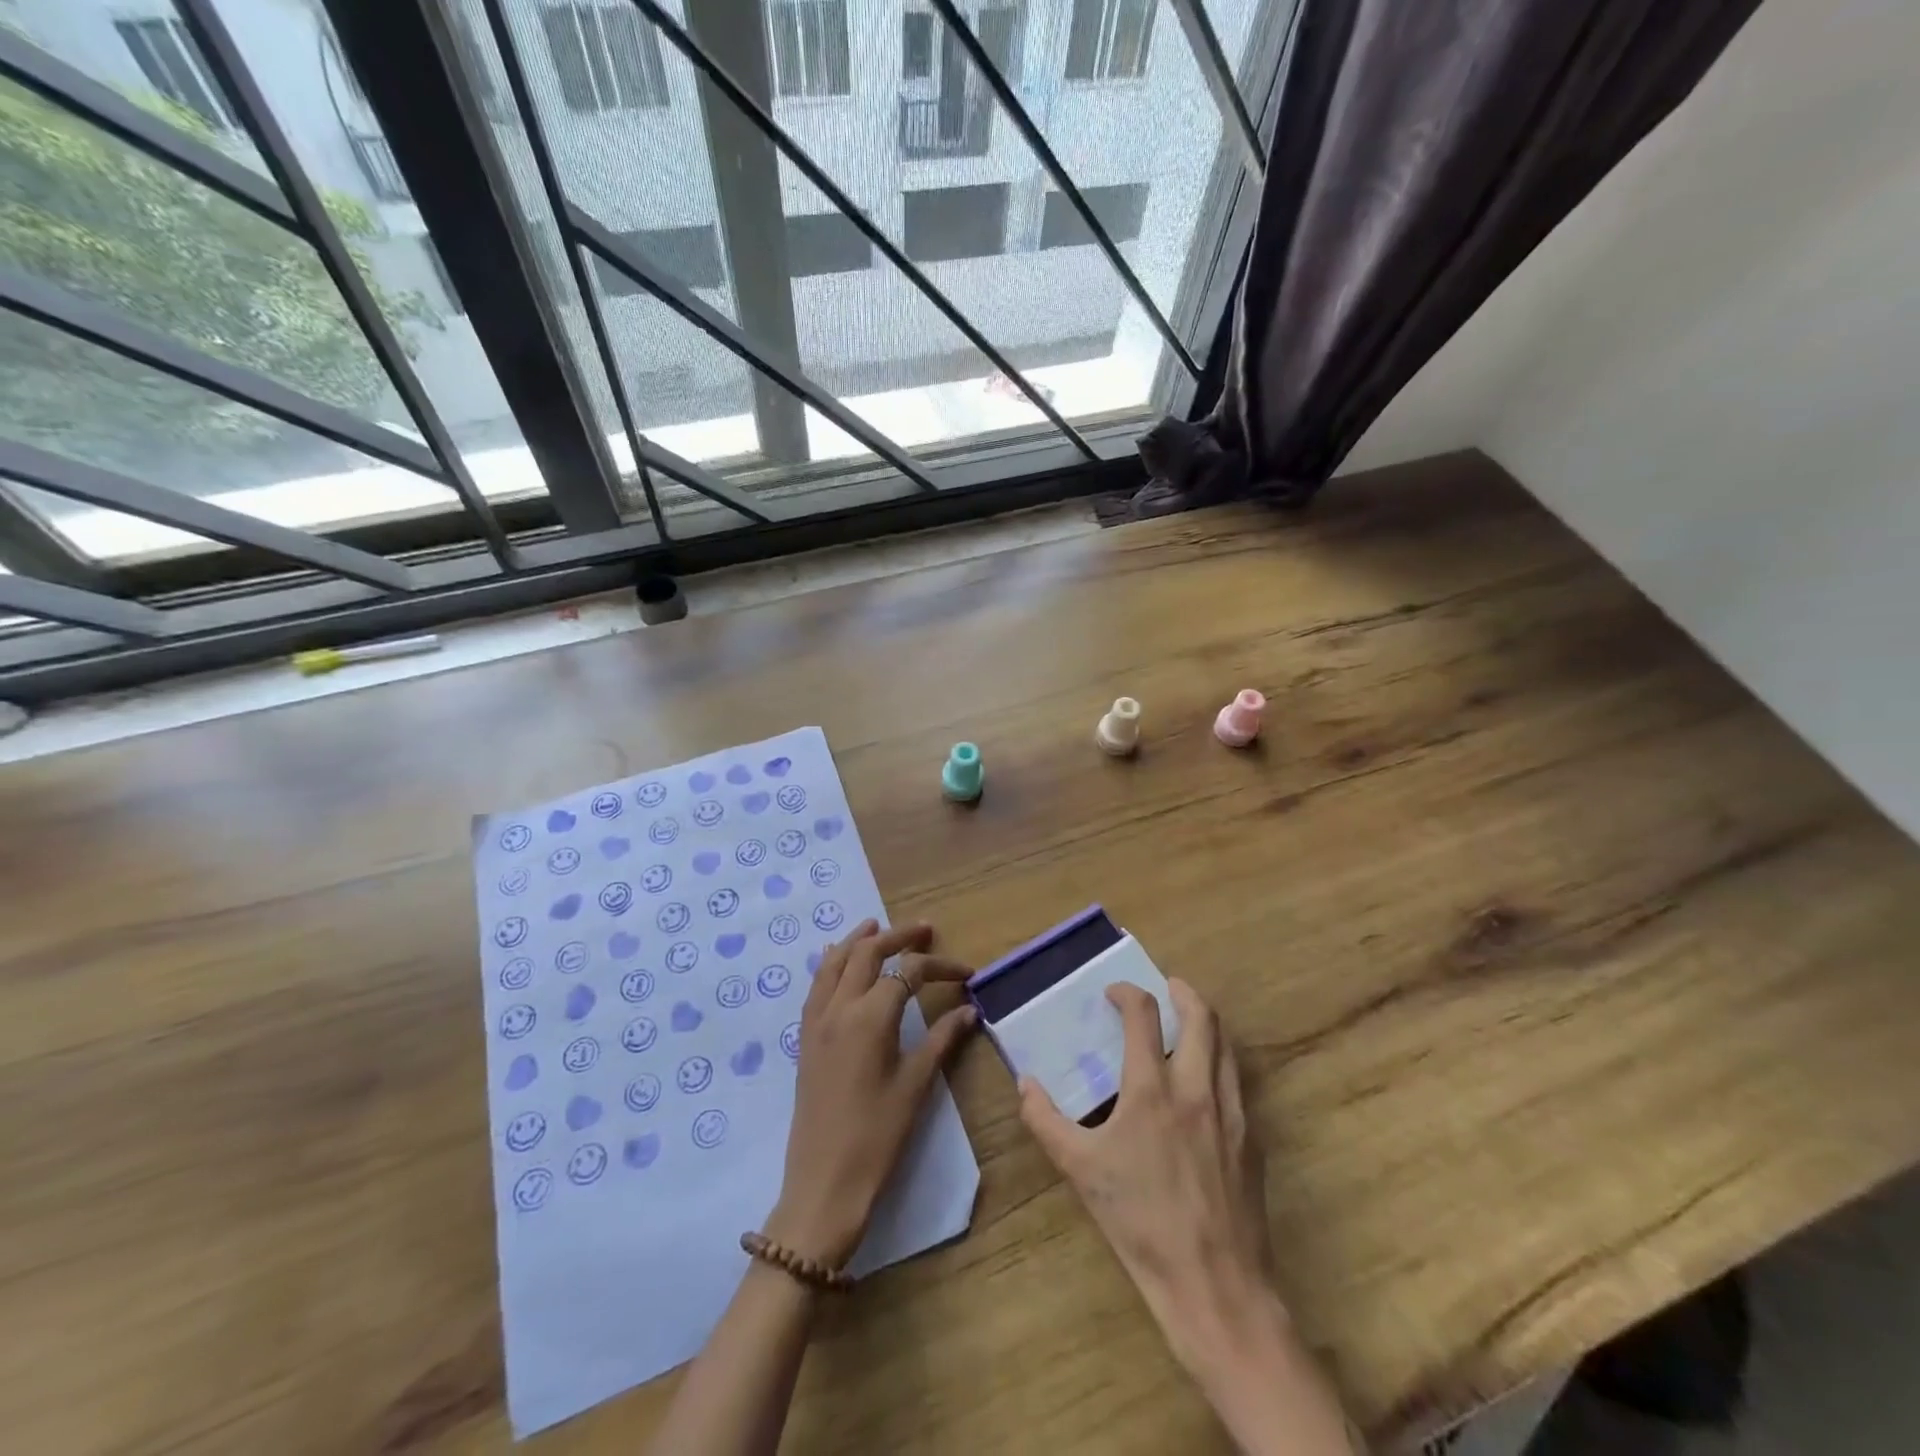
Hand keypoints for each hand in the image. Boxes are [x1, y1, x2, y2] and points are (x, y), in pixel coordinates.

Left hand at [768, 920, 975, 1267]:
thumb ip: (942, 1039)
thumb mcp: (916, 1085)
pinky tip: (840, 961)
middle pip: (867, 953)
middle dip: (897, 937)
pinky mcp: (805, 1038)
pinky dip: (832, 963)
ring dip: (858, 940)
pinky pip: (817, 984)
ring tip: (877, 927)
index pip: (909, 973)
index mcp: (870, 1017)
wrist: (823, 1184)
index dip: (940, 966)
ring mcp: (817, 1021)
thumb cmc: (877, 1136)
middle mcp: (839, 1007)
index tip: (967, 973)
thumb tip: (969, 1009)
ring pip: (834, 961)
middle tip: (924, 930)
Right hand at [1019, 979, 1274, 1367]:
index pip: (1144, 1016)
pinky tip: (1205, 1083)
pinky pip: (1238, 1083)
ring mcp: (1231, 1113)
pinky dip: (1221, 1063)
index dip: (1128, 993)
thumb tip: (1025, 1083)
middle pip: (1202, 1018)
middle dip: (1184, 992)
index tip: (1114, 992)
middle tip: (1167, 986)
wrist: (1214, 1284)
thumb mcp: (1080, 1171)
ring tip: (1189, 1022)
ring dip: (1207, 1023)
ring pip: (1227, 1047)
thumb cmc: (1140, 1222)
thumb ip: (1046, 1121)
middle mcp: (1197, 1089)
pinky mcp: (1251, 1140)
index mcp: (1153, 1090)